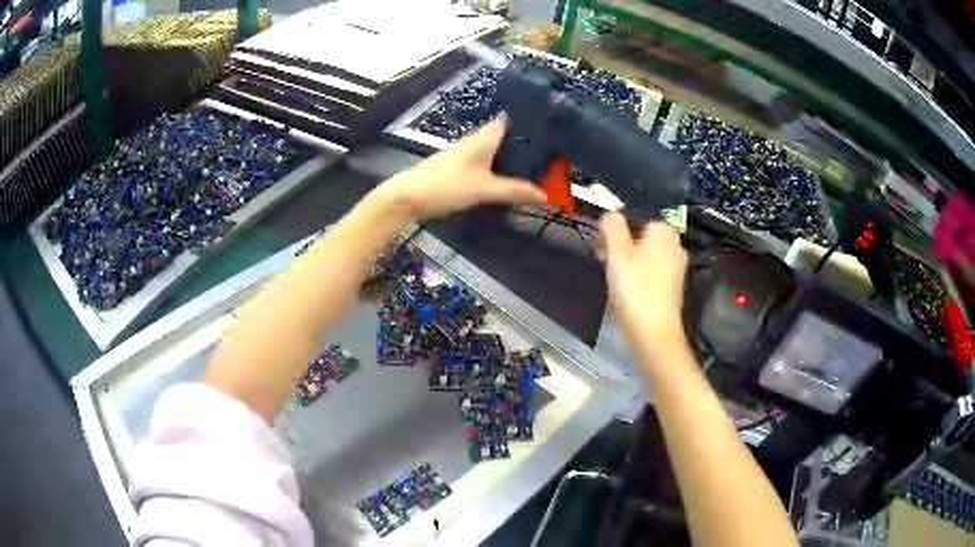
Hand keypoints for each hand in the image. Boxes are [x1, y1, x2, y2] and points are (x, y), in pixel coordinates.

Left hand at [377, 116, 546, 219]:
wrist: (407, 197)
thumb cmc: (446, 186)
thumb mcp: (484, 190)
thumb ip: (514, 191)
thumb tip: (547, 195)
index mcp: (482, 139)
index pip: (507, 119)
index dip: (527, 118)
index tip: (548, 122)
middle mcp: (473, 142)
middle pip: (501, 135)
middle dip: (523, 140)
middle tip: (548, 151)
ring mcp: (462, 154)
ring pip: (492, 149)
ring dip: (509, 154)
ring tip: (532, 164)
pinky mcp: (455, 168)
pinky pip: (482, 162)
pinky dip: (497, 166)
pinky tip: (504, 177)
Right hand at [601, 212, 688, 358]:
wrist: (653, 331)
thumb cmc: (635, 287)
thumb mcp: (618, 253)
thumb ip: (613, 227)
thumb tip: (611, 212)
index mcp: (664, 231)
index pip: (640, 214)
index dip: (620, 223)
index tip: (603, 237)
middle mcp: (675, 245)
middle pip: (644, 235)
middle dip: (623, 242)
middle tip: (604, 254)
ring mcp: (676, 267)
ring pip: (647, 253)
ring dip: (629, 258)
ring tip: (611, 271)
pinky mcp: (672, 286)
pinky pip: (652, 270)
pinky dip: (638, 273)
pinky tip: (625, 286)